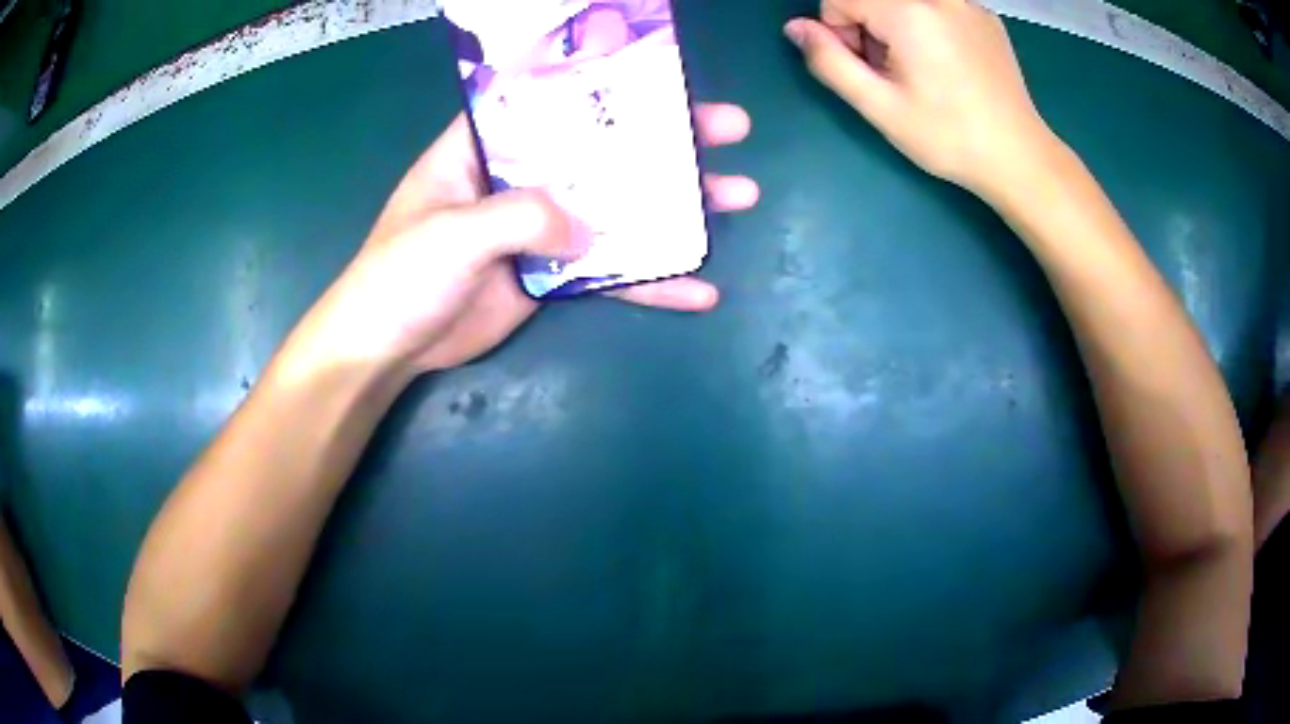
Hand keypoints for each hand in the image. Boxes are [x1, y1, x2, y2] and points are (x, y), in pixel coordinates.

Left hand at [298, 104, 758, 376]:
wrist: (388, 349)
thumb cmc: (399, 276)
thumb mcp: (452, 233)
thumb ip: (521, 217)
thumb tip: (587, 228)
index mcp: (485, 148)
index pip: (551, 102)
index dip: (605, 87)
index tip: (663, 82)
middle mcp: (519, 177)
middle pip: (601, 150)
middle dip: (666, 140)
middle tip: (729, 131)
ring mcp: (540, 228)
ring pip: (617, 209)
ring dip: (676, 206)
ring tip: (739, 195)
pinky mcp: (552, 275)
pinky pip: (610, 274)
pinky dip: (652, 282)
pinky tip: (700, 288)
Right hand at [786, 0, 1058, 198]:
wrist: (1020, 158)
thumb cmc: (949, 138)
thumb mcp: (879, 106)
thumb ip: (829, 61)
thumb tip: (795, 27)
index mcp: (909, 11)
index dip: (839, 31)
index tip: (866, 68)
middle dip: (869, 26)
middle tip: (894, 72)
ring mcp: (967, 3)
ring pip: (904, 1)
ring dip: (897, 26)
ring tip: (924, 70)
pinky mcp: (985, 15)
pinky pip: (936, 6)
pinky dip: (927, 25)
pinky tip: (948, 64)